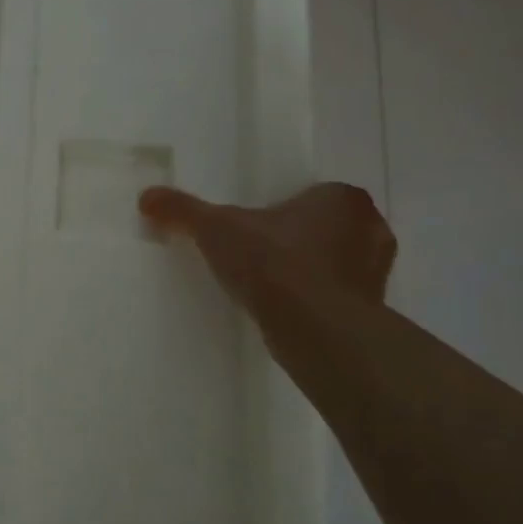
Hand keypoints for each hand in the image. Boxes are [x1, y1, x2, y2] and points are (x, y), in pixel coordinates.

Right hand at [139, 183, 394, 311]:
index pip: (314, 194)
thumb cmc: (274, 262)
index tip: (257, 225)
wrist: (315, 329)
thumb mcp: (215, 228)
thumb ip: (183, 210)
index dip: (285, 209)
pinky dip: (315, 300)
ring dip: (310, 270)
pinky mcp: (372, 311)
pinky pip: (337, 296)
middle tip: (260, 251)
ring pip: (336, 262)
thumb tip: (146, 196)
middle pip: (328, 227)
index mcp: (342, 198)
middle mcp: (370, 229)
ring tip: (269, 283)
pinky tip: (284, 309)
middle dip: (300, 238)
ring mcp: (376, 273)